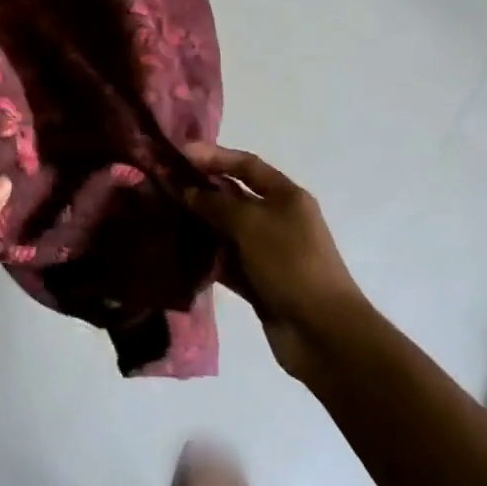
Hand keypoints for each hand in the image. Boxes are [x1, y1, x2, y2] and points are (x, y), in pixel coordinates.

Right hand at [183, 143, 367, 380]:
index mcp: (286, 196)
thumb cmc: (291, 264)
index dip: (215, 155)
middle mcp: (277, 219)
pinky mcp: (258, 282)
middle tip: (163, 184)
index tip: (180, 152)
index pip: (247, 165)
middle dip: (201, 189)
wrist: (323, 332)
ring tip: (163, 215)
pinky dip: (206, 255)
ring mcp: (267, 252)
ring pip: (227, 230)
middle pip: (234, 196)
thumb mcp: (252, 224)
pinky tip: (178, 251)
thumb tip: (188, 191)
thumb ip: (217, 204)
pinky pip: (226, 261)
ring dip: (200, 223)